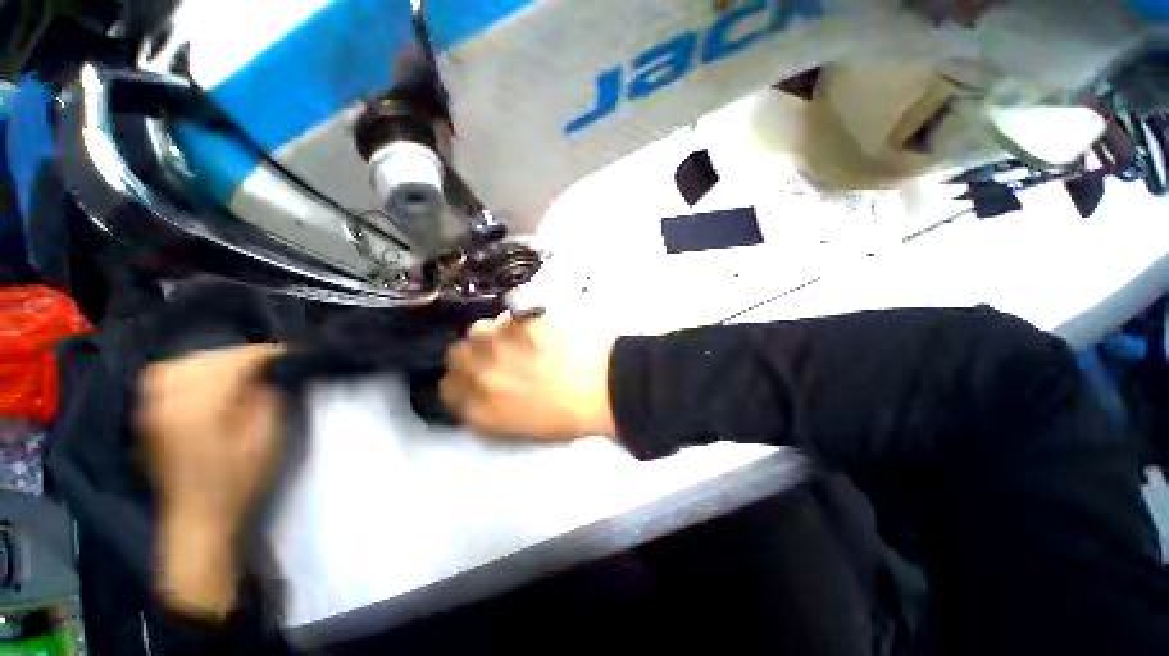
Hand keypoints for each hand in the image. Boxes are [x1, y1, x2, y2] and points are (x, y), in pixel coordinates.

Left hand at [137, 344, 284, 616]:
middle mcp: (169, 399)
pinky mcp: (147, 417)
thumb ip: (267, 398)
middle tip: (267, 362)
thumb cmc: (239, 480)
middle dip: (238, 356)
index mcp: (201, 405)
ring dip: (212, 361)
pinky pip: (164, 378)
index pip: (236, 362)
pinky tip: (205, 380)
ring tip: (236, 370)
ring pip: (181, 364)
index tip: (289, 354)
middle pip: (206, 358)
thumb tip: (269, 373)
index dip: (265, 355)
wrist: (198, 520)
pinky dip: (188, 372)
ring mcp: (152, 408)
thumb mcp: (266, 437)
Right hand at [440, 314, 617, 439]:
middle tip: (495, 357)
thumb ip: (490, 413)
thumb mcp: (522, 429)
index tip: (473, 378)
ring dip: (491, 337)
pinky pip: (505, 317)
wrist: (604, 386)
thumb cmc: (569, 416)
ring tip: (515, 340)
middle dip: (471, 356)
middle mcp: (480, 373)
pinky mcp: (521, 321)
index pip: (447, 389)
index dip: (460, 382)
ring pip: (477, 331)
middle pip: (455, 356)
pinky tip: (533, 329)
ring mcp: (500, 344)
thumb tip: (479, 396)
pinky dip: (513, 322)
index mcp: (480, 408)